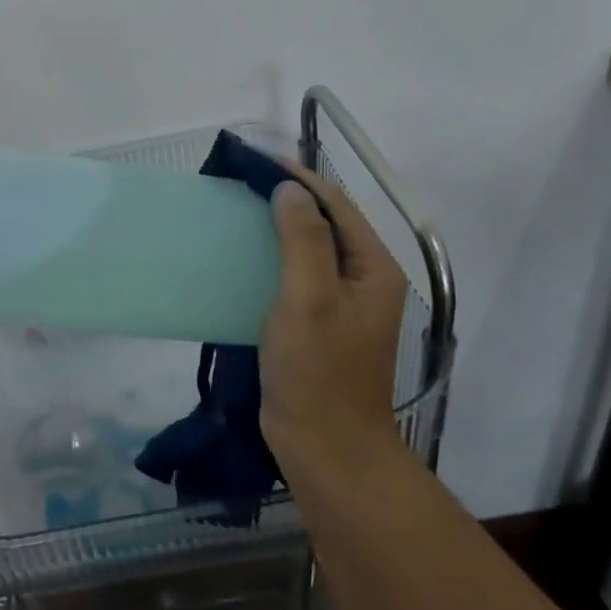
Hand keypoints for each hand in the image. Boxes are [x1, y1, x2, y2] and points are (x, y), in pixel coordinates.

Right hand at [259, 163, 408, 479]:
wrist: (326, 448)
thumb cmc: (319, 371)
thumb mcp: (309, 298)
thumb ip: (303, 239)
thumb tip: (290, 190)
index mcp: (372, 268)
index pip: (336, 206)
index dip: (299, 178)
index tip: (256, 161)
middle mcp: (362, 280)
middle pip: (325, 224)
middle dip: (287, 199)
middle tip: (241, 184)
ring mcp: (341, 306)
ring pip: (308, 251)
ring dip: (276, 228)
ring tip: (237, 212)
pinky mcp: (317, 326)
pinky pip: (295, 278)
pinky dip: (270, 260)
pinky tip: (241, 259)